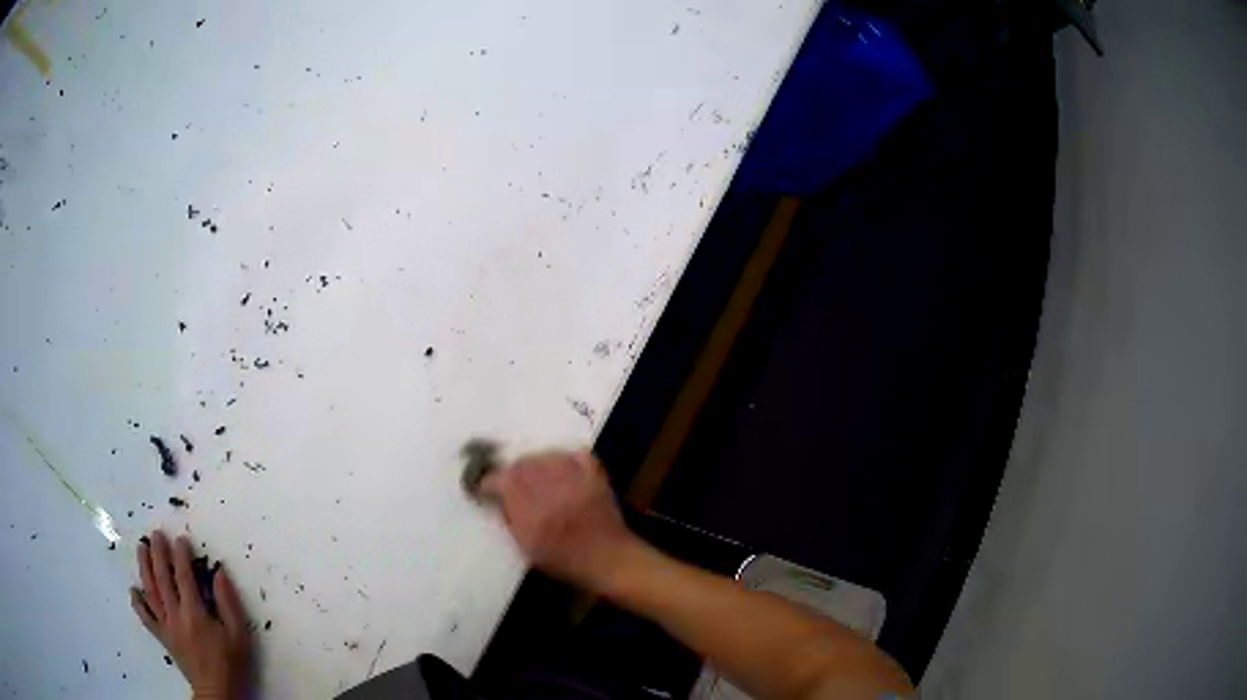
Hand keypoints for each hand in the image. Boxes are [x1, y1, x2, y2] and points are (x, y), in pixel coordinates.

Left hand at [132, 530, 250, 699]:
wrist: (217, 692)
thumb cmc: (230, 664)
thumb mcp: (239, 636)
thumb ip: (229, 604)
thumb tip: (219, 573)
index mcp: (195, 613)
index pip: (184, 576)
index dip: (181, 555)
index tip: (181, 539)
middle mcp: (175, 614)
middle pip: (162, 578)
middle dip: (158, 553)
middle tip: (156, 534)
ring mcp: (166, 625)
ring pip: (150, 591)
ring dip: (144, 568)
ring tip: (141, 548)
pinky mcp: (162, 637)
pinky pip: (146, 618)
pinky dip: (137, 603)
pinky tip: (133, 590)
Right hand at [480, 449, 638, 591]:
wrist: (609, 559)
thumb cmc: (565, 561)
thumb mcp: (526, 547)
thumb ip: (510, 519)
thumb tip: (497, 499)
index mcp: (528, 509)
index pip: (499, 480)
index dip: (490, 482)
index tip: (487, 488)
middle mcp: (548, 488)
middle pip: (521, 464)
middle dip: (513, 472)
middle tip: (513, 484)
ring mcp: (573, 478)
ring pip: (545, 455)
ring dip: (537, 464)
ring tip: (538, 477)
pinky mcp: (594, 475)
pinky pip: (575, 454)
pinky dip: (565, 458)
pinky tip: (562, 469)